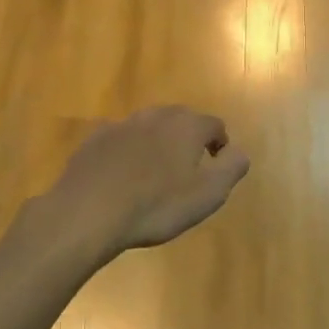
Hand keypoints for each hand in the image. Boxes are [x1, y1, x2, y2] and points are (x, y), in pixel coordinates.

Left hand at [42, 107, 249, 257]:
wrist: (89, 212)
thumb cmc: (156, 206)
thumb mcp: (208, 195)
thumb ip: (231, 168)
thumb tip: (239, 152)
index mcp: (187, 126)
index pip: (214, 125)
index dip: (219, 145)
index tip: (216, 167)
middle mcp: (156, 116)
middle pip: (180, 119)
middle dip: (188, 139)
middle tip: (187, 169)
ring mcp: (121, 125)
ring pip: (148, 127)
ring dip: (156, 143)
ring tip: (154, 173)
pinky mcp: (94, 139)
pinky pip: (120, 140)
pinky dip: (126, 152)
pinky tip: (121, 177)